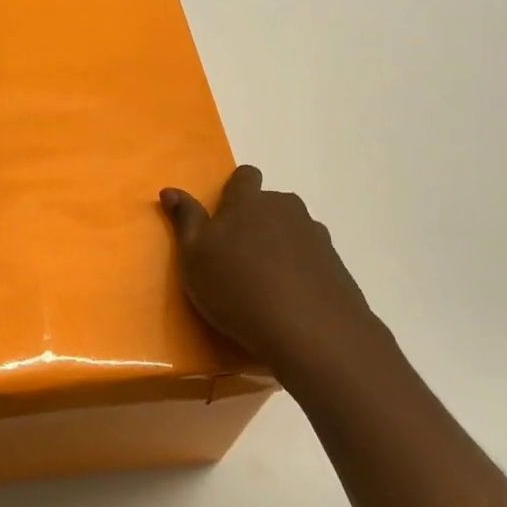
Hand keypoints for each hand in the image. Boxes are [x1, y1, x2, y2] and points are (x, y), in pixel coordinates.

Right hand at [161, 164, 390, 381]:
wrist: (309, 330)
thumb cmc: (236, 287)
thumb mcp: (194, 256)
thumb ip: (185, 220)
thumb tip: (170, 190)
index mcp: (248, 202)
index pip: (245, 176)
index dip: (236, 189)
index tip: (225, 214)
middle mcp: (285, 209)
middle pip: (271, 204)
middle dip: (258, 220)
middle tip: (239, 255)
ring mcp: (315, 236)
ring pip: (293, 230)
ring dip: (280, 245)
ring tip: (266, 281)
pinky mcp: (336, 264)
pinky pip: (312, 258)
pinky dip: (301, 270)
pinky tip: (290, 298)